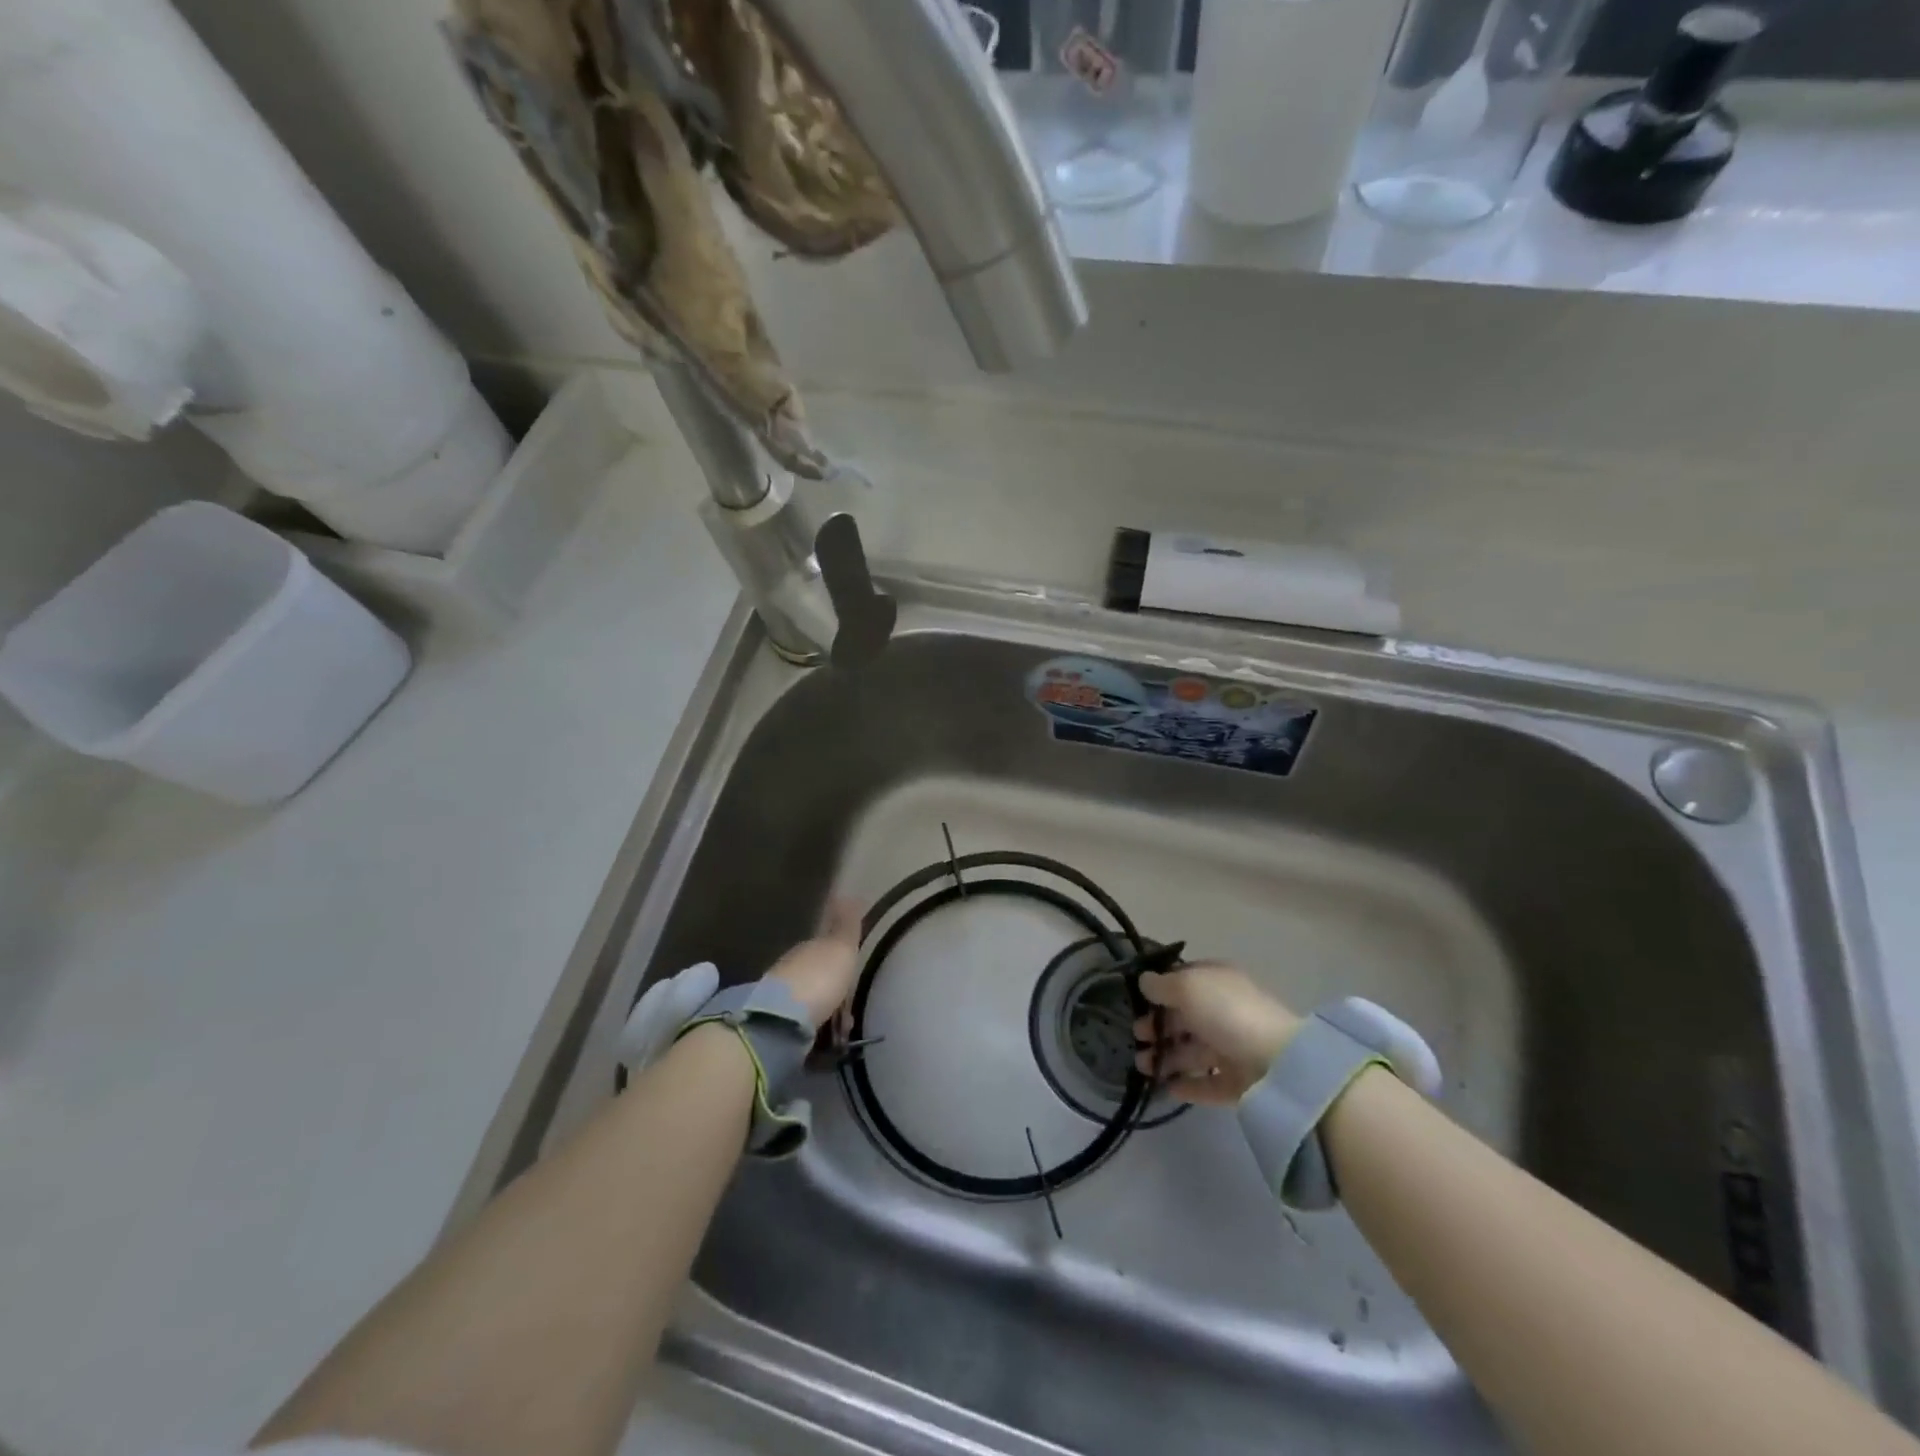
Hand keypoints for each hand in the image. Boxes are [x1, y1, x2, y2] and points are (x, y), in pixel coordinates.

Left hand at [764, 897, 862, 1028]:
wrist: (781, 1022)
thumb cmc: (818, 980)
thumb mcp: (840, 948)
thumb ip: (846, 925)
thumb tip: (849, 894)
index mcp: (806, 948)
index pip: (823, 948)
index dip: (839, 960)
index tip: (852, 973)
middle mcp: (789, 970)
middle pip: (815, 977)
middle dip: (831, 990)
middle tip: (849, 1010)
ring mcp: (778, 1000)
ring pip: (808, 1003)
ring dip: (824, 1014)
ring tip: (840, 1032)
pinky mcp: (774, 1027)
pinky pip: (801, 1027)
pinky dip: (814, 1033)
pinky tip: (824, 1042)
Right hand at [1132, 961, 1300, 1104]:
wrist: (1277, 1063)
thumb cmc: (1226, 1013)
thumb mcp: (1188, 987)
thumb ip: (1161, 985)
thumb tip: (1144, 981)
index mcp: (1217, 982)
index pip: (1184, 981)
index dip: (1160, 990)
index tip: (1137, 1002)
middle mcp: (1225, 1011)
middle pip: (1185, 1018)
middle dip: (1158, 1027)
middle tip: (1136, 1038)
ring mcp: (1234, 1048)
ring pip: (1193, 1051)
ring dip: (1166, 1057)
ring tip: (1142, 1067)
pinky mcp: (1239, 1082)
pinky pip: (1208, 1083)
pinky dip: (1188, 1085)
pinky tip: (1167, 1089)